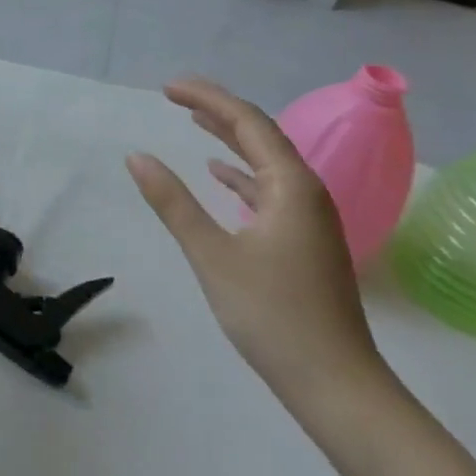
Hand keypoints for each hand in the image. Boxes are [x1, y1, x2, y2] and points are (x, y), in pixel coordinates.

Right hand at [125, 77, 387, 413]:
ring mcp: (309, 218)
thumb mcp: (213, 256)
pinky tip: (219, 175)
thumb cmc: (274, 316)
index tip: (167, 88)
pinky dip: (241, 174)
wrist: (338, 387)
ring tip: (194, 122)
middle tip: (175, 96)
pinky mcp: (305, 242)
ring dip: (229, 139)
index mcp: (291, 186)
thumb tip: (137, 157)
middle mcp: (307, 192)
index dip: (207, 98)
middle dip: (217, 111)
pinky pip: (270, 189)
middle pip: (260, 135)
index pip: (247, 121)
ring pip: (266, 162)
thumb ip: (173, 202)